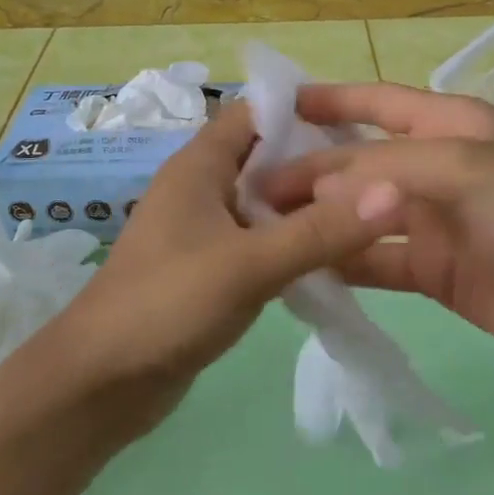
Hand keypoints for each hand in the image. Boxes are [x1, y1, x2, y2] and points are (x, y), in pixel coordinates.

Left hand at [39, 102, 400, 435]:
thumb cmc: (167, 304)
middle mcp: (202, 187)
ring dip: (308, 206)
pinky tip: (333, 257)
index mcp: (200, 165)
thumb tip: (393, 190)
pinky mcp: (209, 267)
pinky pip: (259, 240)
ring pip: (266, 202)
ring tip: (370, 213)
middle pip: (267, 156)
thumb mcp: (250, 264)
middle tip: (380, 176)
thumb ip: (320, 231)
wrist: (100, 383)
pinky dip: (291, 241)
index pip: (256, 113)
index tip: (362, 128)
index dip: (305, 111)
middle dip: (317, 162)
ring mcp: (204, 229)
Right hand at [254, 82, 493, 384]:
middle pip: (358, 164)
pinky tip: (301, 270)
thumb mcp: (467, 170)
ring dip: (318, 220)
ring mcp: (433, 224)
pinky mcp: (433, 273)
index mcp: (449, 126)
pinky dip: (341, 265)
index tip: (272, 109)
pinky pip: (374, 263)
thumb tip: (315, 187)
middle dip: (309, 171)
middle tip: (250, 188)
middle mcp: (435, 169)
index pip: (376, 104)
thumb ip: (387, 171)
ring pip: (360, 216)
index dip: (328, 101)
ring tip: (262, 228)